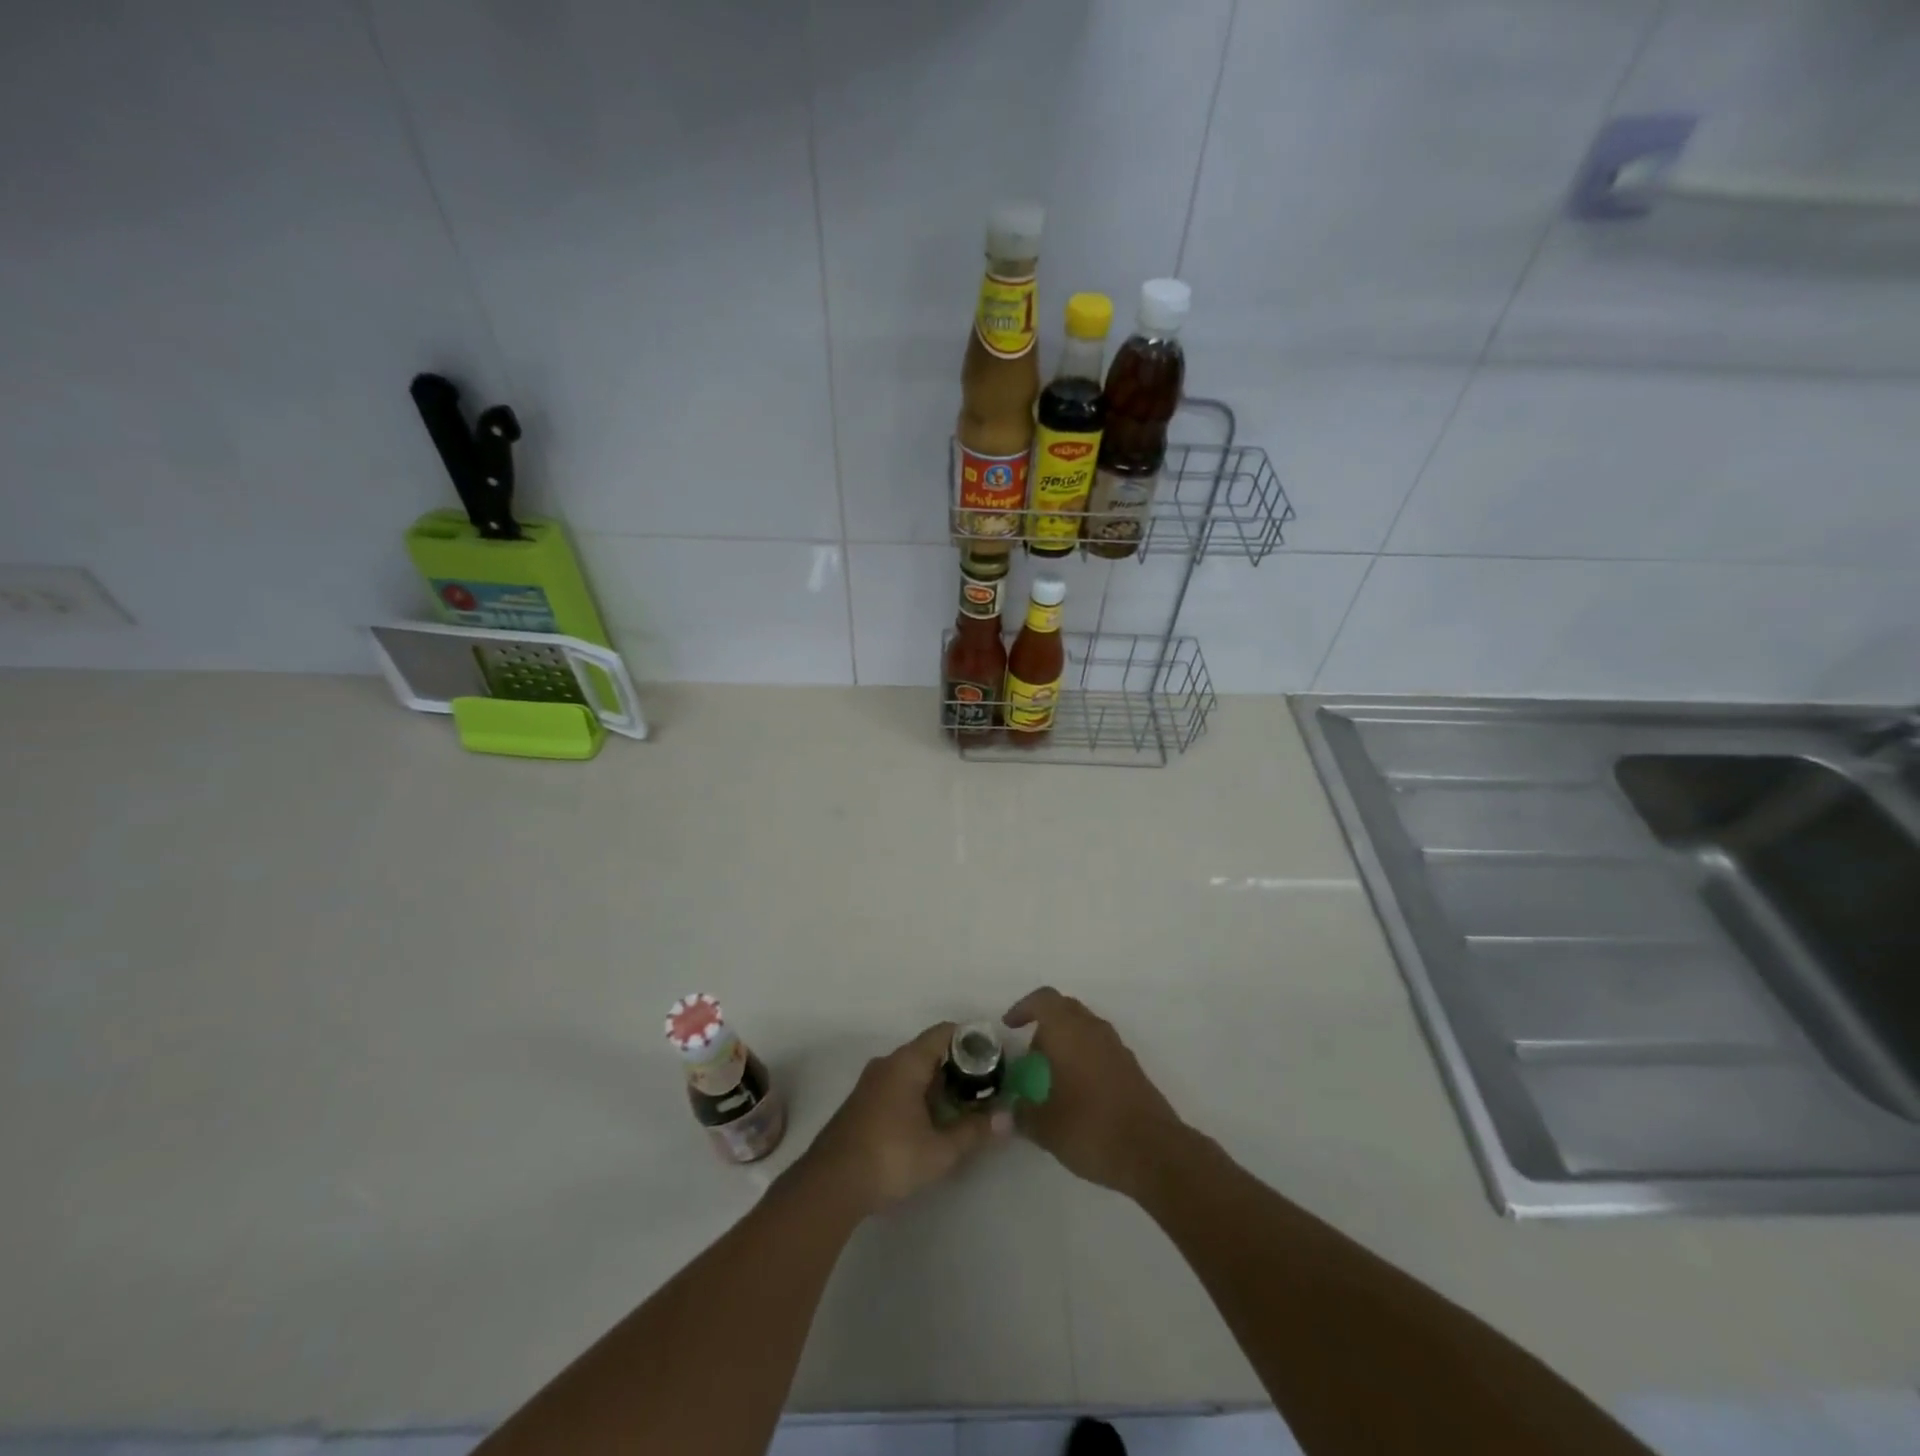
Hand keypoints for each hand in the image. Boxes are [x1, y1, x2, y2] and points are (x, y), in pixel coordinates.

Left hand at [799, 1022, 1008, 1217]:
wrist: (829, 1185)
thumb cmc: (889, 1158)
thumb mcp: (940, 1150)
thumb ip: (974, 1131)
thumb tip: (1008, 1118)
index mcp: (907, 1062)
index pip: (944, 1032)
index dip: (971, 1040)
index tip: (994, 1058)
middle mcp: (888, 1063)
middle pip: (929, 1050)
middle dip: (958, 1066)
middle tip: (985, 1087)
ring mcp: (871, 1083)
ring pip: (913, 1070)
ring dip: (938, 1084)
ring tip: (964, 1106)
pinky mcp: (862, 1104)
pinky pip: (898, 1086)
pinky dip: (919, 1095)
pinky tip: (931, 1122)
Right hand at [1004, 987, 1184, 1197]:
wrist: (1153, 1152)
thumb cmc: (1091, 1128)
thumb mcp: (1045, 1127)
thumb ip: (1022, 1114)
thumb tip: (1009, 1111)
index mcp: (1068, 1031)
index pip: (1043, 1000)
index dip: (1023, 1008)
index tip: (1009, 1026)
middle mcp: (1093, 1029)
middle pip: (1065, 1009)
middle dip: (1044, 1024)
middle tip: (1030, 1053)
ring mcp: (1116, 1047)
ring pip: (1085, 1028)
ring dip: (1066, 1040)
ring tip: (1052, 1074)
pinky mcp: (1131, 1067)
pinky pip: (1100, 1048)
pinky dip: (1084, 1057)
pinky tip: (1078, 1090)